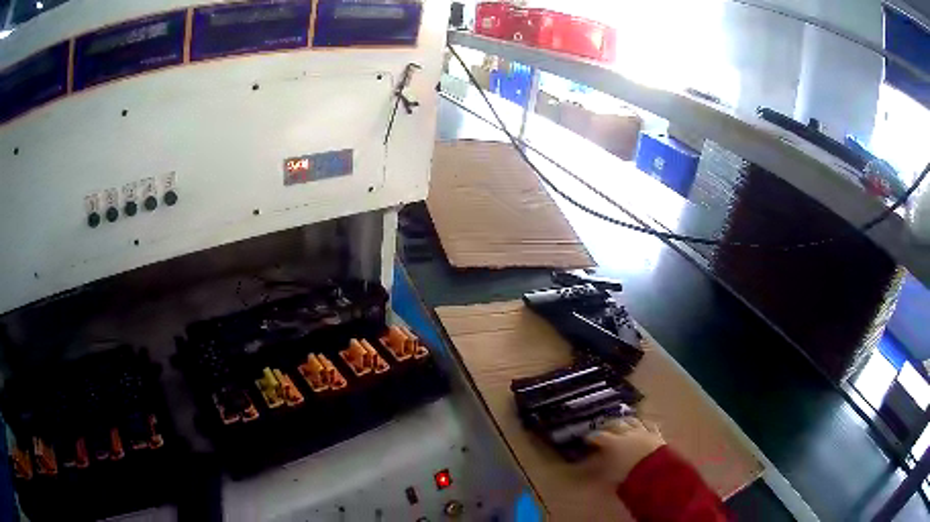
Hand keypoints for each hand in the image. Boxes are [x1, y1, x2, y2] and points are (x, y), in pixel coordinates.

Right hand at [585, 417, 664, 484]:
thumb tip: (590, 463)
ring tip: (622, 422)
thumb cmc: (628, 475)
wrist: (655, 472)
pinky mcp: (656, 435)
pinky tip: (644, 424)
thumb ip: (599, 467)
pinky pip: (650, 426)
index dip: (592, 437)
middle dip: (608, 425)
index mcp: (613, 442)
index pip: (599, 436)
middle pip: (616, 424)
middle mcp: (627, 433)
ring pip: (633, 421)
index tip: (587, 439)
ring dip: (626, 421)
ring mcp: (643, 432)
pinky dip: (645, 424)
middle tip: (604, 428)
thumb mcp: (608, 475)